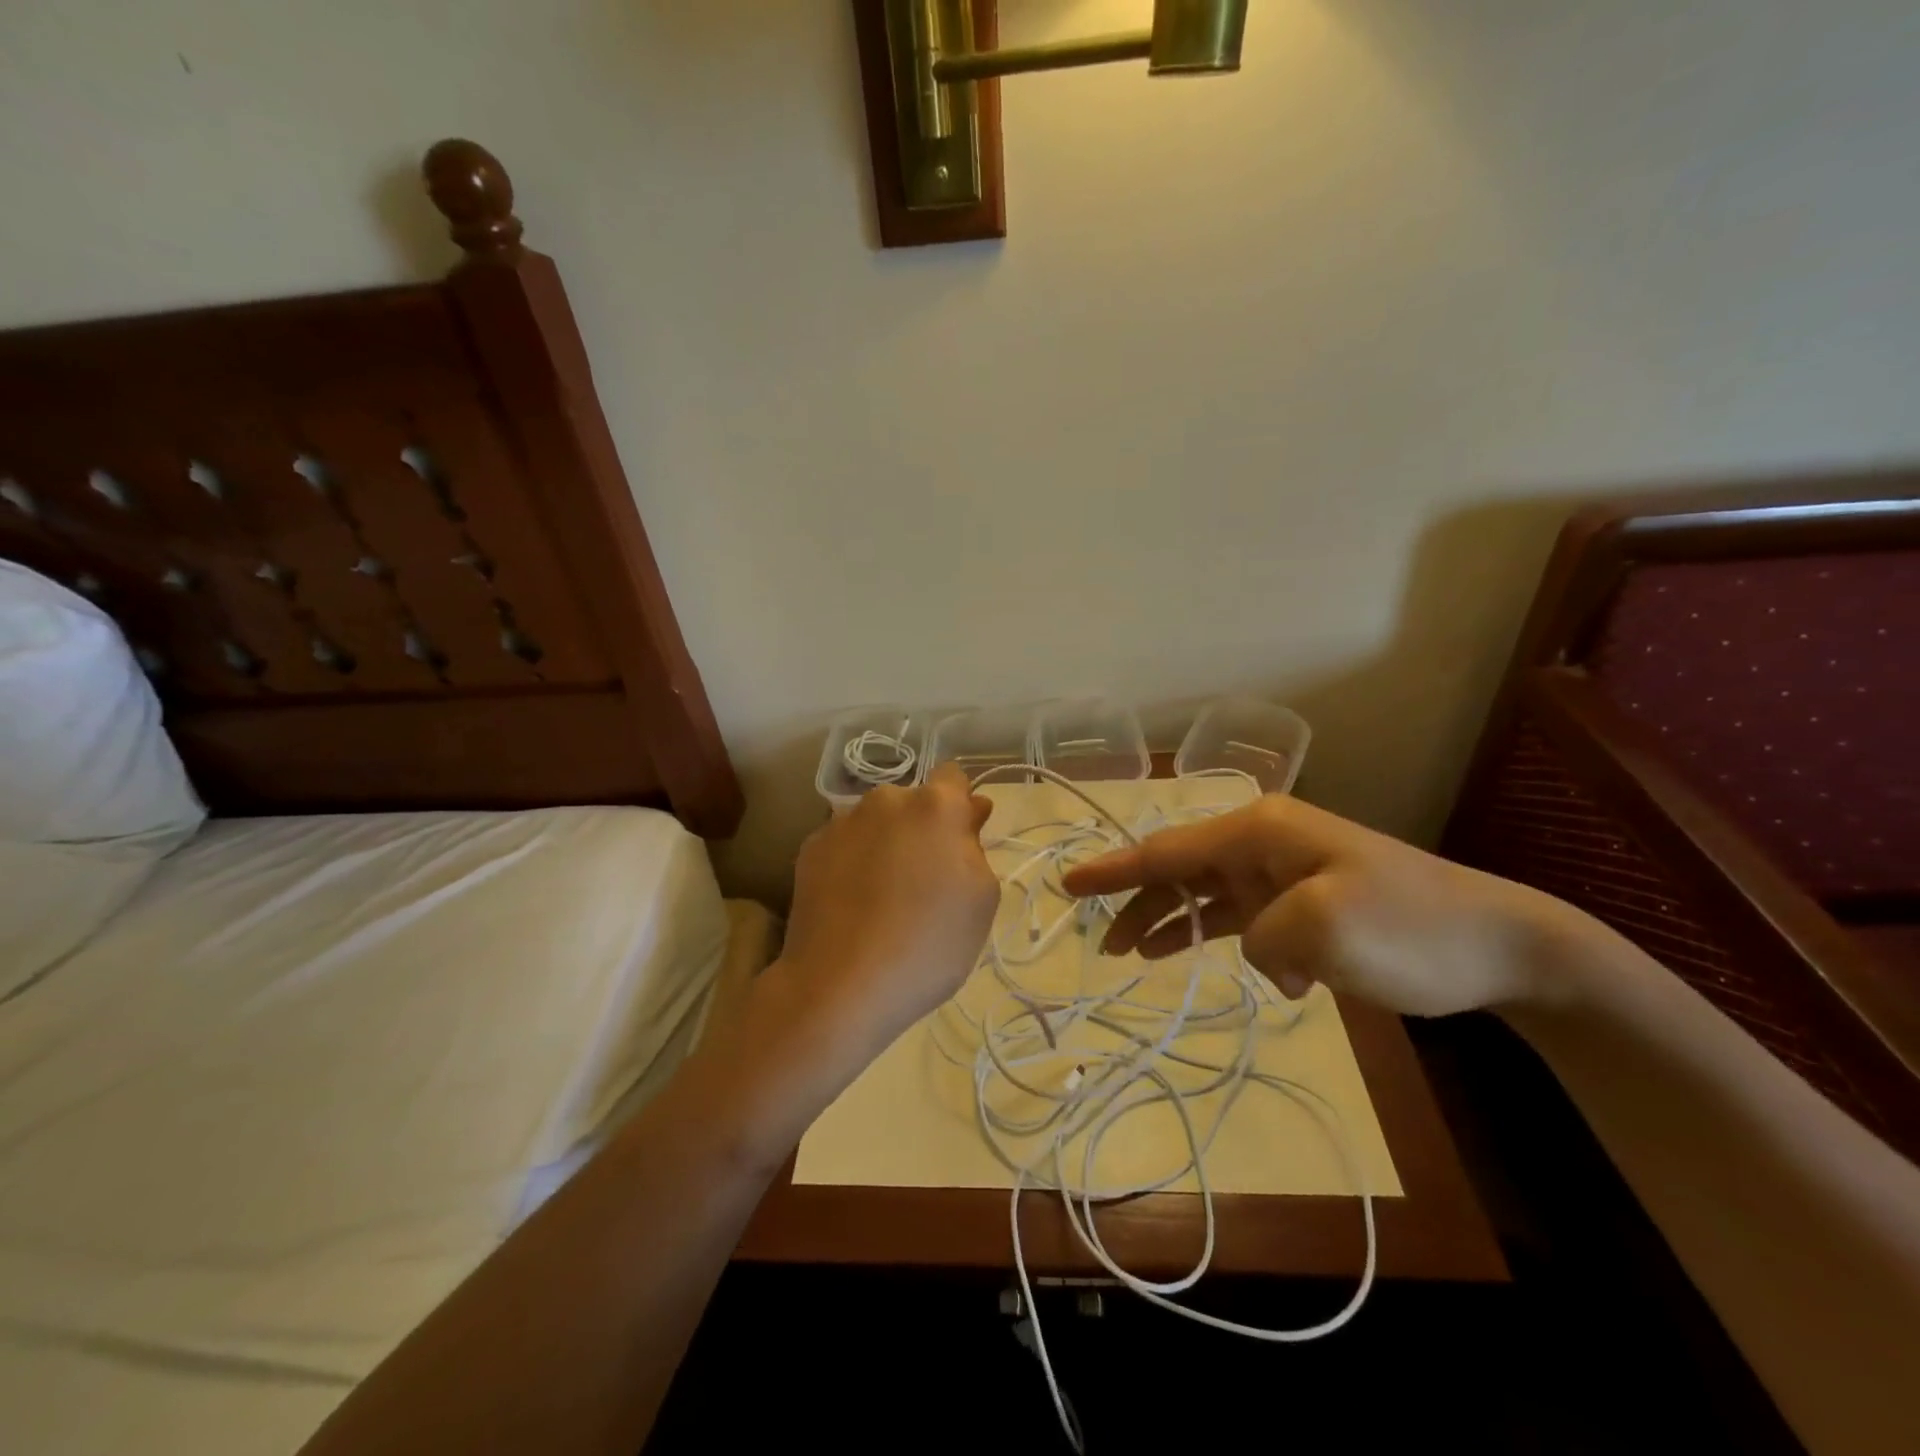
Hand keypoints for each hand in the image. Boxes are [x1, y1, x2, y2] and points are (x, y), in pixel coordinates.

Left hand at [765, 763, 999, 1067]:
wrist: (838, 986)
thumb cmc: (927, 944)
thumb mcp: (981, 899)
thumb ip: (976, 844)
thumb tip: (968, 812)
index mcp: (934, 805)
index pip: (954, 777)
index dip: (961, 807)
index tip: (962, 842)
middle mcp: (884, 800)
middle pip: (912, 802)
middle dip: (922, 828)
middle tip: (924, 879)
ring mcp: (841, 823)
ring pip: (876, 823)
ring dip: (885, 842)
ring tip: (882, 896)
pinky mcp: (809, 849)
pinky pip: (844, 844)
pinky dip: (852, 862)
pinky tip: (852, 904)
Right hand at [1061, 794, 1593, 1017]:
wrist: (1504, 946)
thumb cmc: (1410, 929)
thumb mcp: (1323, 930)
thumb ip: (1259, 936)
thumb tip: (1254, 948)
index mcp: (1260, 831)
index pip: (1167, 849)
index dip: (1113, 870)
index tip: (1069, 883)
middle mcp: (1264, 842)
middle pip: (1179, 869)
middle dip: (1137, 903)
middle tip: (1101, 943)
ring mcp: (1285, 871)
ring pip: (1206, 893)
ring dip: (1171, 922)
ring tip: (1132, 954)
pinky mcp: (1305, 902)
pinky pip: (1243, 917)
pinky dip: (1225, 940)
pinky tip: (1236, 972)